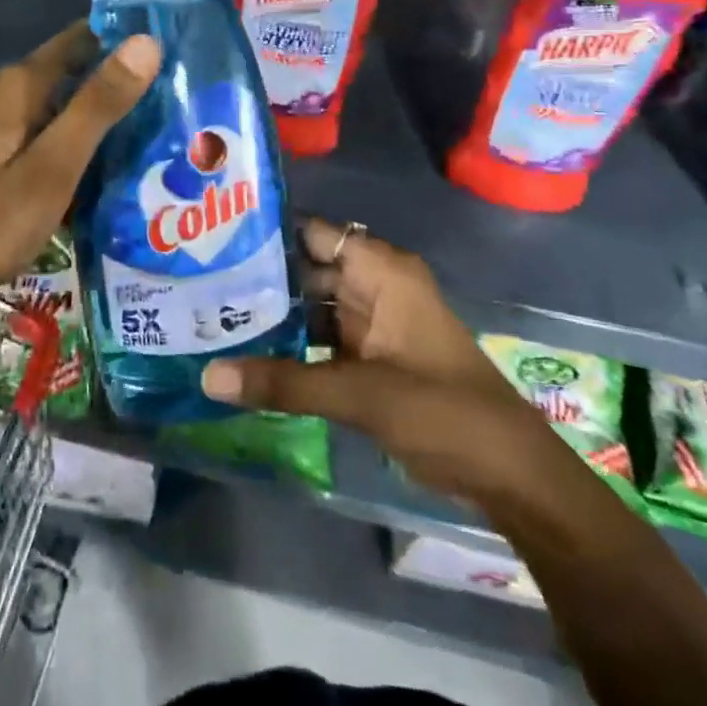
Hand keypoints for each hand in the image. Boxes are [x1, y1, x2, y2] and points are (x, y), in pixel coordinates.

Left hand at [0, 22, 159, 307]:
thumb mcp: (54, 164)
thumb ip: (99, 104)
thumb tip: (148, 41)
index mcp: (22, 84)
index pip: (86, 36)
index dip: (129, 37)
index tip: (179, 47)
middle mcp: (13, 92)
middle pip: (80, 68)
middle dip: (126, 78)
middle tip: (184, 92)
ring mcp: (7, 123)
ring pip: (71, 102)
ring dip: (111, 110)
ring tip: (168, 121)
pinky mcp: (8, 151)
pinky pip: (59, 129)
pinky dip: (89, 137)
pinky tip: (123, 156)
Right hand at [202, 220, 532, 500]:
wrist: (508, 473)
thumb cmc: (443, 411)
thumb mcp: (360, 394)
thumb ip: (284, 383)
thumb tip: (208, 377)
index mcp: (382, 271)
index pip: (315, 233)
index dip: (269, 232)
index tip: (214, 238)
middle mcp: (375, 286)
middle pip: (308, 269)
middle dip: (260, 278)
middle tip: (198, 283)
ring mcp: (374, 323)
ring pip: (312, 307)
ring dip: (273, 315)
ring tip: (210, 317)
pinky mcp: (371, 357)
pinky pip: (322, 339)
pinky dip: (291, 346)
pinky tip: (247, 355)